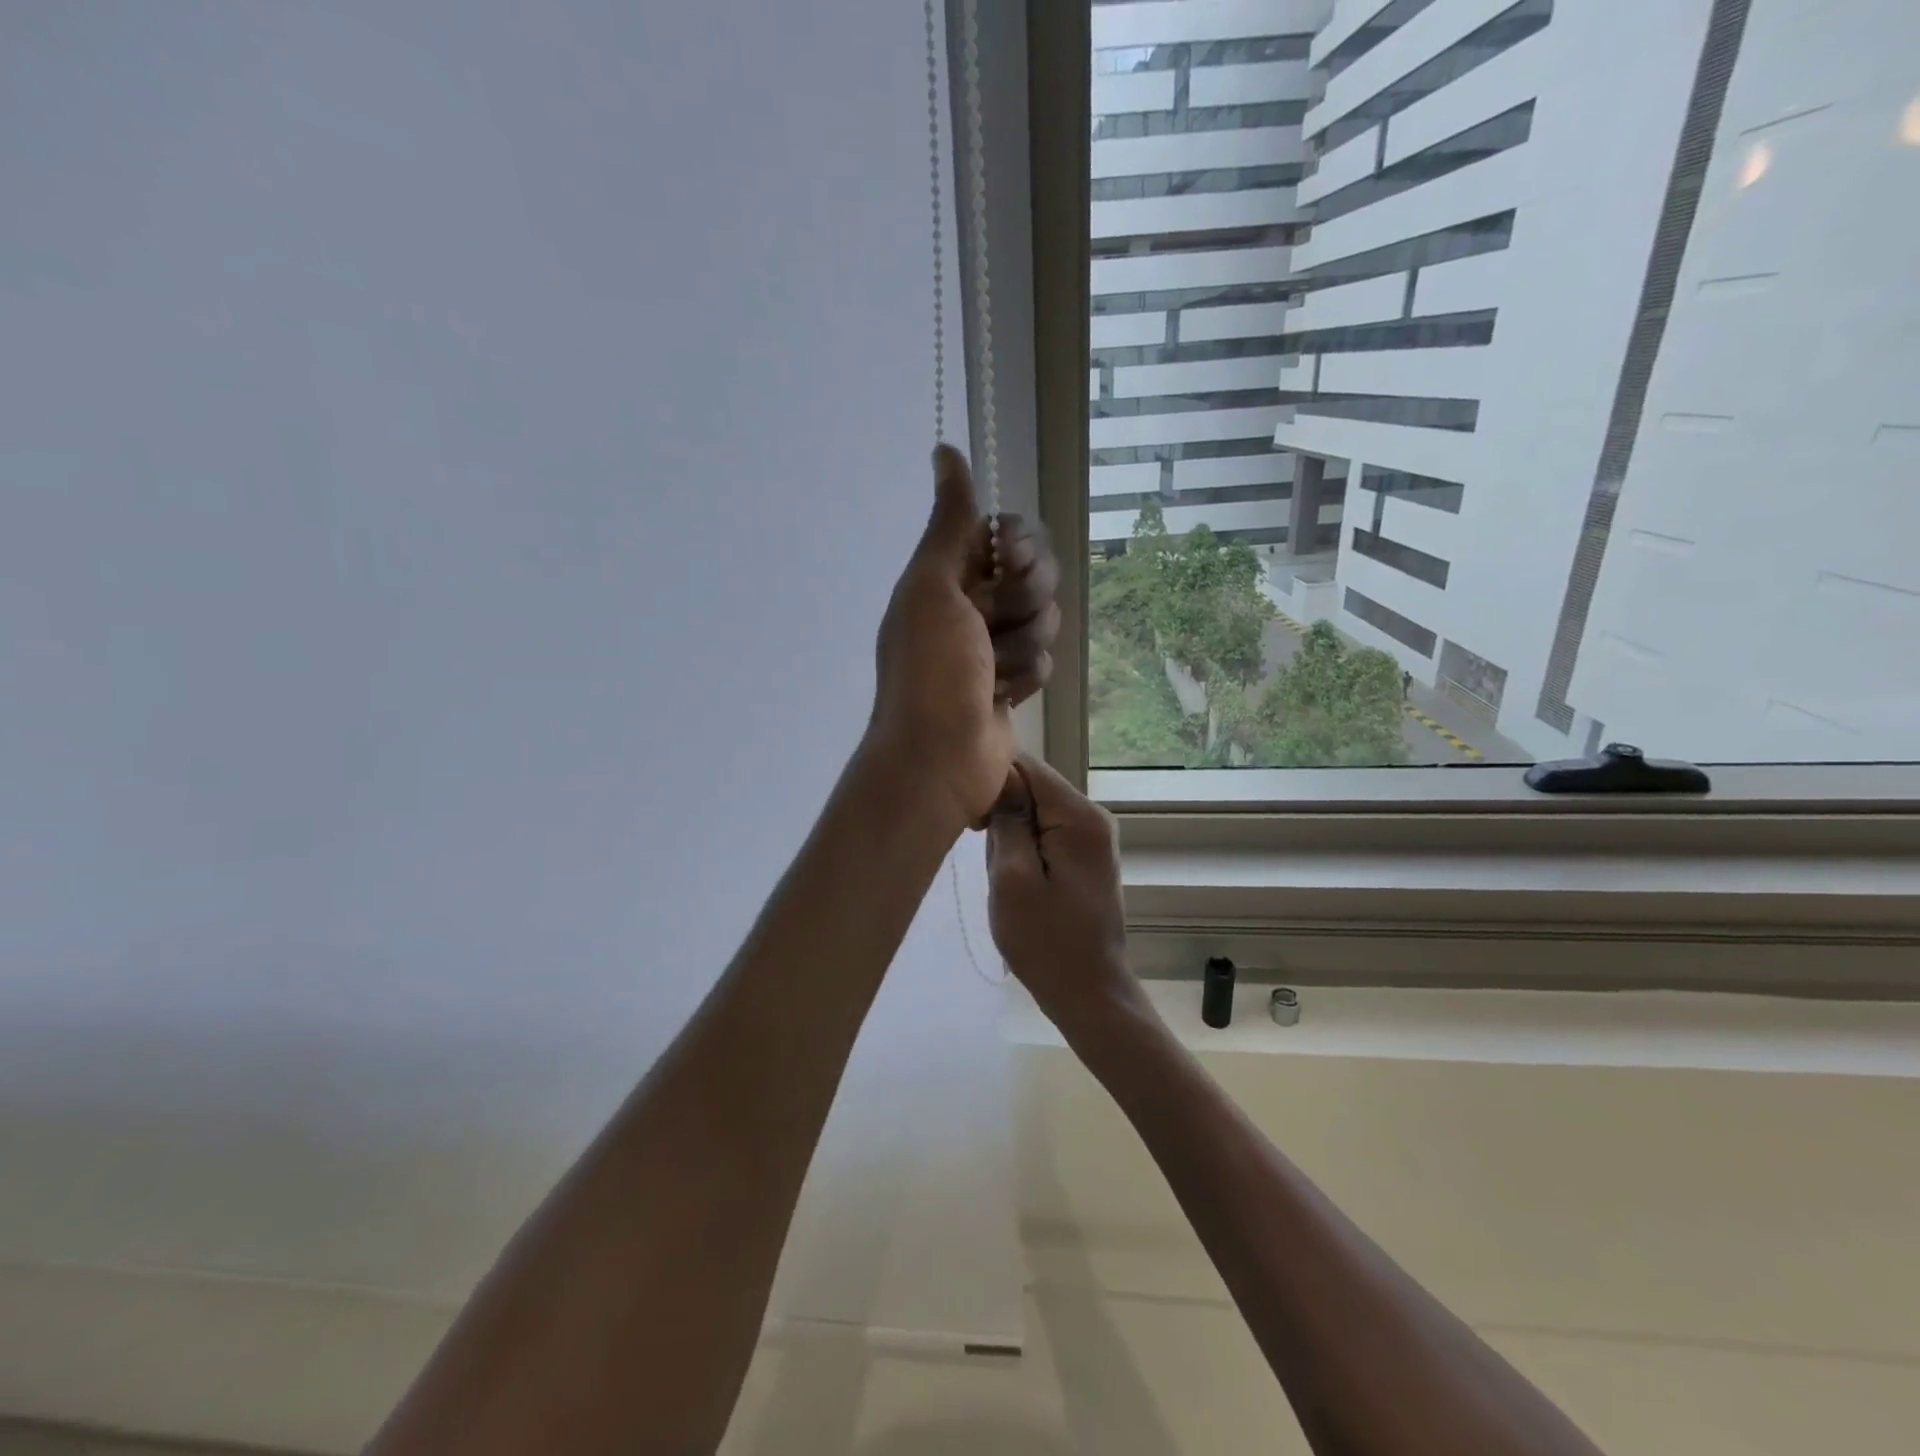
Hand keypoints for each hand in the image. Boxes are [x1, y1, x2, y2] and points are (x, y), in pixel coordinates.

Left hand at [869, 445, 1059, 828]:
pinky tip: (999, 697)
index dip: (1018, 544)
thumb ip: (949, 522)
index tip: (1010, 561)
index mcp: (947, 574)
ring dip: (1021, 647)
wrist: (939, 755)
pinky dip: (1024, 678)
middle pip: (1034, 574)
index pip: (1006, 532)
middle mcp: (971, 603)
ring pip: (1043, 619)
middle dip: (1022, 601)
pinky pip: (1042, 660)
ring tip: (989, 673)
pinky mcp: (1013, 681)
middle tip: (991, 626)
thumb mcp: (933, 586)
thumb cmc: (930, 668)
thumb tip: (945, 449)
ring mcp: (993, 644)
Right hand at [984, 753, 1140, 1026]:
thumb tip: (999, 777)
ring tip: (1007, 881)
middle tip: (995, 865)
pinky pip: (1043, 834)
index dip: (990, 780)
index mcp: (1079, 816)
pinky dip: (1022, 852)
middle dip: (1002, 817)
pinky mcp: (1083, 856)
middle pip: (1030, 787)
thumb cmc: (1046, 942)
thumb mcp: (1012, 880)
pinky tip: (1019, 885)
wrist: (1089, 994)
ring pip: (1032, 813)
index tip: (971, 820)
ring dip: (1010, 839)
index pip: (1026, 765)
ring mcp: (1091, 837)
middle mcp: (1092, 816)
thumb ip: (1007, 821)